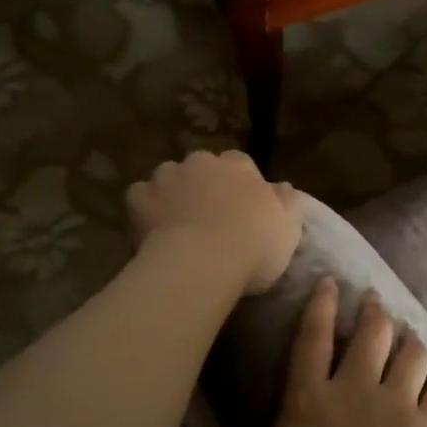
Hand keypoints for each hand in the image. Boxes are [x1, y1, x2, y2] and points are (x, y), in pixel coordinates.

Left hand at [125, 151, 301, 295]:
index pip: (240, 163)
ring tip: (178, 226)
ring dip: (174, 194)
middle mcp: (202, 162)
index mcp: (239, 166)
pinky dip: (146, 211)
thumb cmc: (252, 247)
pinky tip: (152, 232)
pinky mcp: (138, 197)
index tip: (241, 209)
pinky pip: (141, 198)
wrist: (200, 265)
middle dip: (204, 185)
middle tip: (209, 218)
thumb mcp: (288, 228)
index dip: (240, 185)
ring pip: (169, 179)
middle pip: (203, 167)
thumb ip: (288, 202)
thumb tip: (283, 186)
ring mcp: (166, 176)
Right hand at [215, 280, 426, 426]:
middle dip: (373, 310)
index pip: (312, 336)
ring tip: (406, 334)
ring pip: (410, 351)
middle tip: (373, 303)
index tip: (330, 282)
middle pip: (371, 331)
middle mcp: (354, 389)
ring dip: (409, 337)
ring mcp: (396, 405)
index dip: (321, 304)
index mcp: (307, 400)